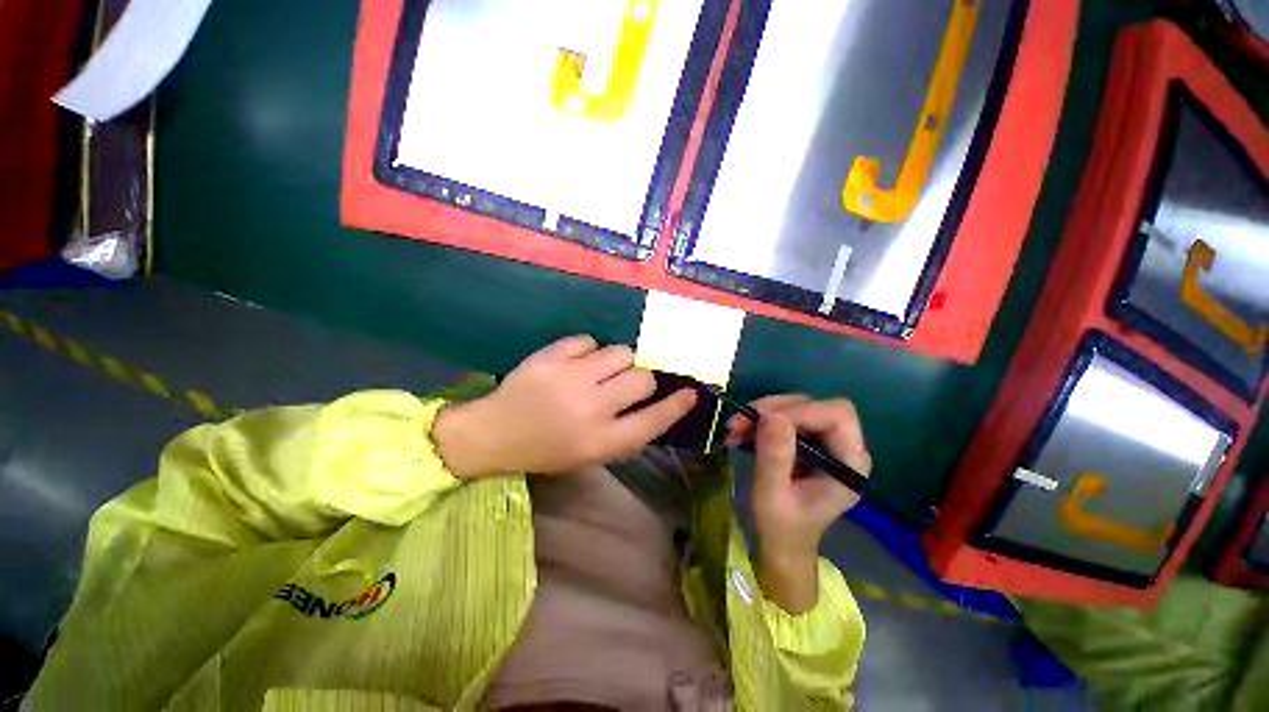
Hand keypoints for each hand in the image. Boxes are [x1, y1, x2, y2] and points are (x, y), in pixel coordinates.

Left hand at [432, 335, 696, 477]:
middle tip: (627, 382)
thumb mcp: (589, 455)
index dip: (676, 406)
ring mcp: (569, 378)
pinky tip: (574, 364)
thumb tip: (654, 408)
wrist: (494, 434)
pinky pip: (588, 341)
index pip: (653, 420)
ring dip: (617, 361)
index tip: (690, 393)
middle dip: (642, 378)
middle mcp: (590, 409)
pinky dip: (587, 351)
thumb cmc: (546, 450)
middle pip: (642, 377)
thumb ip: (625, 436)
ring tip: (599, 371)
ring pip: (620, 352)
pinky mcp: (550, 357)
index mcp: (600, 441)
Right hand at [727, 395, 870, 612]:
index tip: (761, 421)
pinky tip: (740, 432)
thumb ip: (775, 458)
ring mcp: (825, 442)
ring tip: (734, 428)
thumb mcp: (773, 495)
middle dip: (773, 409)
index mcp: (850, 463)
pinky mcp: (807, 440)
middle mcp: (843, 446)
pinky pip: (784, 416)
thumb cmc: (781, 527)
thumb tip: (770, 416)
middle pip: (814, 405)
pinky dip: (759, 420)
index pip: (836, 415)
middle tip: (739, 422)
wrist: (781, 543)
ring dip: (761, 412)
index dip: (799, 411)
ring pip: (795, 406)